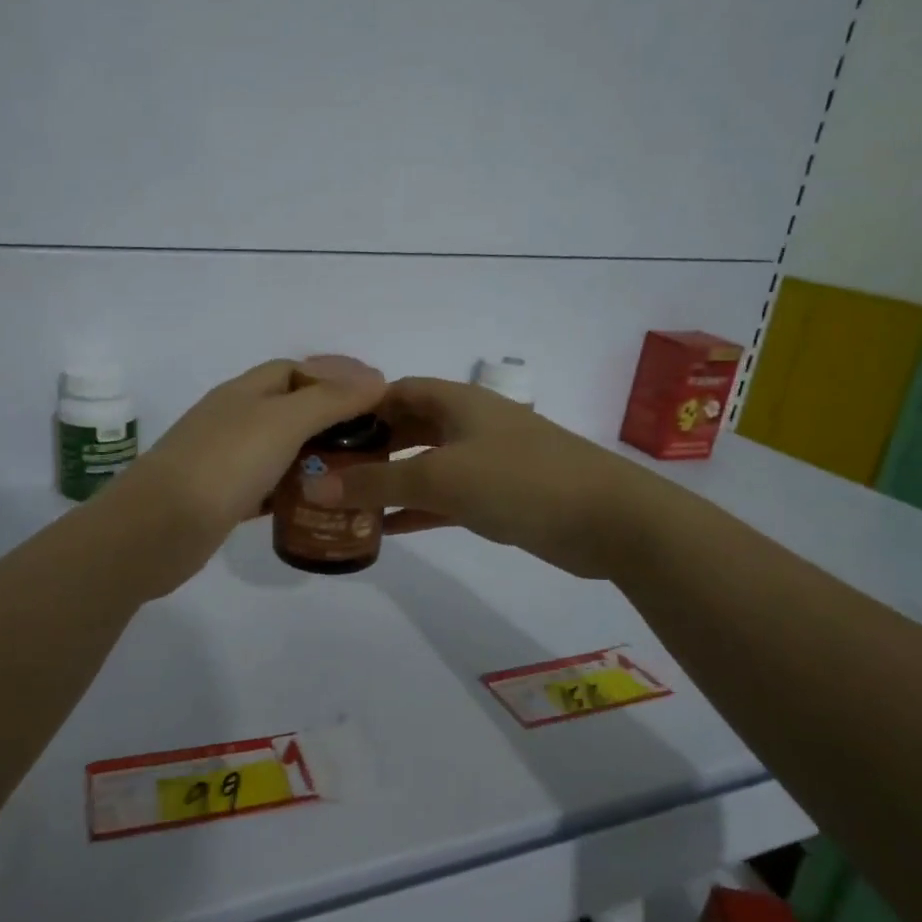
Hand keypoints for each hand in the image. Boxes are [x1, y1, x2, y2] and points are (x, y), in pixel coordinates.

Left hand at [100, 358, 387, 596]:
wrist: (157, 530)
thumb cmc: (224, 465)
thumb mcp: (282, 422)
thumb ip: (329, 400)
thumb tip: (375, 379)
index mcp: (243, 392)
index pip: (294, 370)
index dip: (334, 377)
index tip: (375, 399)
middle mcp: (232, 420)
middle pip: (288, 409)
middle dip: (329, 419)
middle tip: (373, 441)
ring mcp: (224, 461)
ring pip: (278, 450)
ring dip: (313, 456)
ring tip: (355, 472)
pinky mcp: (222, 500)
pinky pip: (266, 487)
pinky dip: (292, 490)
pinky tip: (317, 504)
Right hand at [300, 376, 638, 578]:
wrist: (608, 519)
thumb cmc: (518, 481)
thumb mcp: (439, 477)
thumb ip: (376, 482)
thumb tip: (314, 487)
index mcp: (456, 401)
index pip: (394, 391)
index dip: (356, 408)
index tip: (320, 434)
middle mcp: (468, 423)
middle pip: (407, 427)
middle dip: (369, 448)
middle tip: (326, 472)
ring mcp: (485, 460)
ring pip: (424, 464)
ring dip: (390, 481)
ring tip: (345, 502)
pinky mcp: (498, 496)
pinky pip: (444, 497)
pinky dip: (416, 508)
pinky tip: (386, 529)